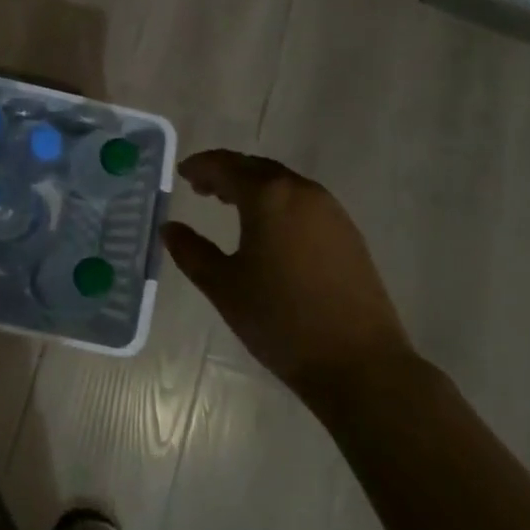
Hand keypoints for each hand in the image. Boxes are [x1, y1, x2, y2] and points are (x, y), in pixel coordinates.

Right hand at [163, 150, 412, 401]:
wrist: (360, 364)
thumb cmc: (281, 321)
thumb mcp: (224, 287)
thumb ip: (191, 251)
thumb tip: (169, 228)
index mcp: (268, 196)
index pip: (226, 166)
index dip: (201, 166)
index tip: (182, 173)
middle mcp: (301, 191)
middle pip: (256, 168)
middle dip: (226, 173)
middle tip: (201, 188)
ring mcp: (331, 211)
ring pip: (282, 183)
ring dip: (253, 186)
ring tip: (230, 204)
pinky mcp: (348, 233)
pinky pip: (303, 201)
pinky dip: (278, 202)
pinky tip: (269, 229)